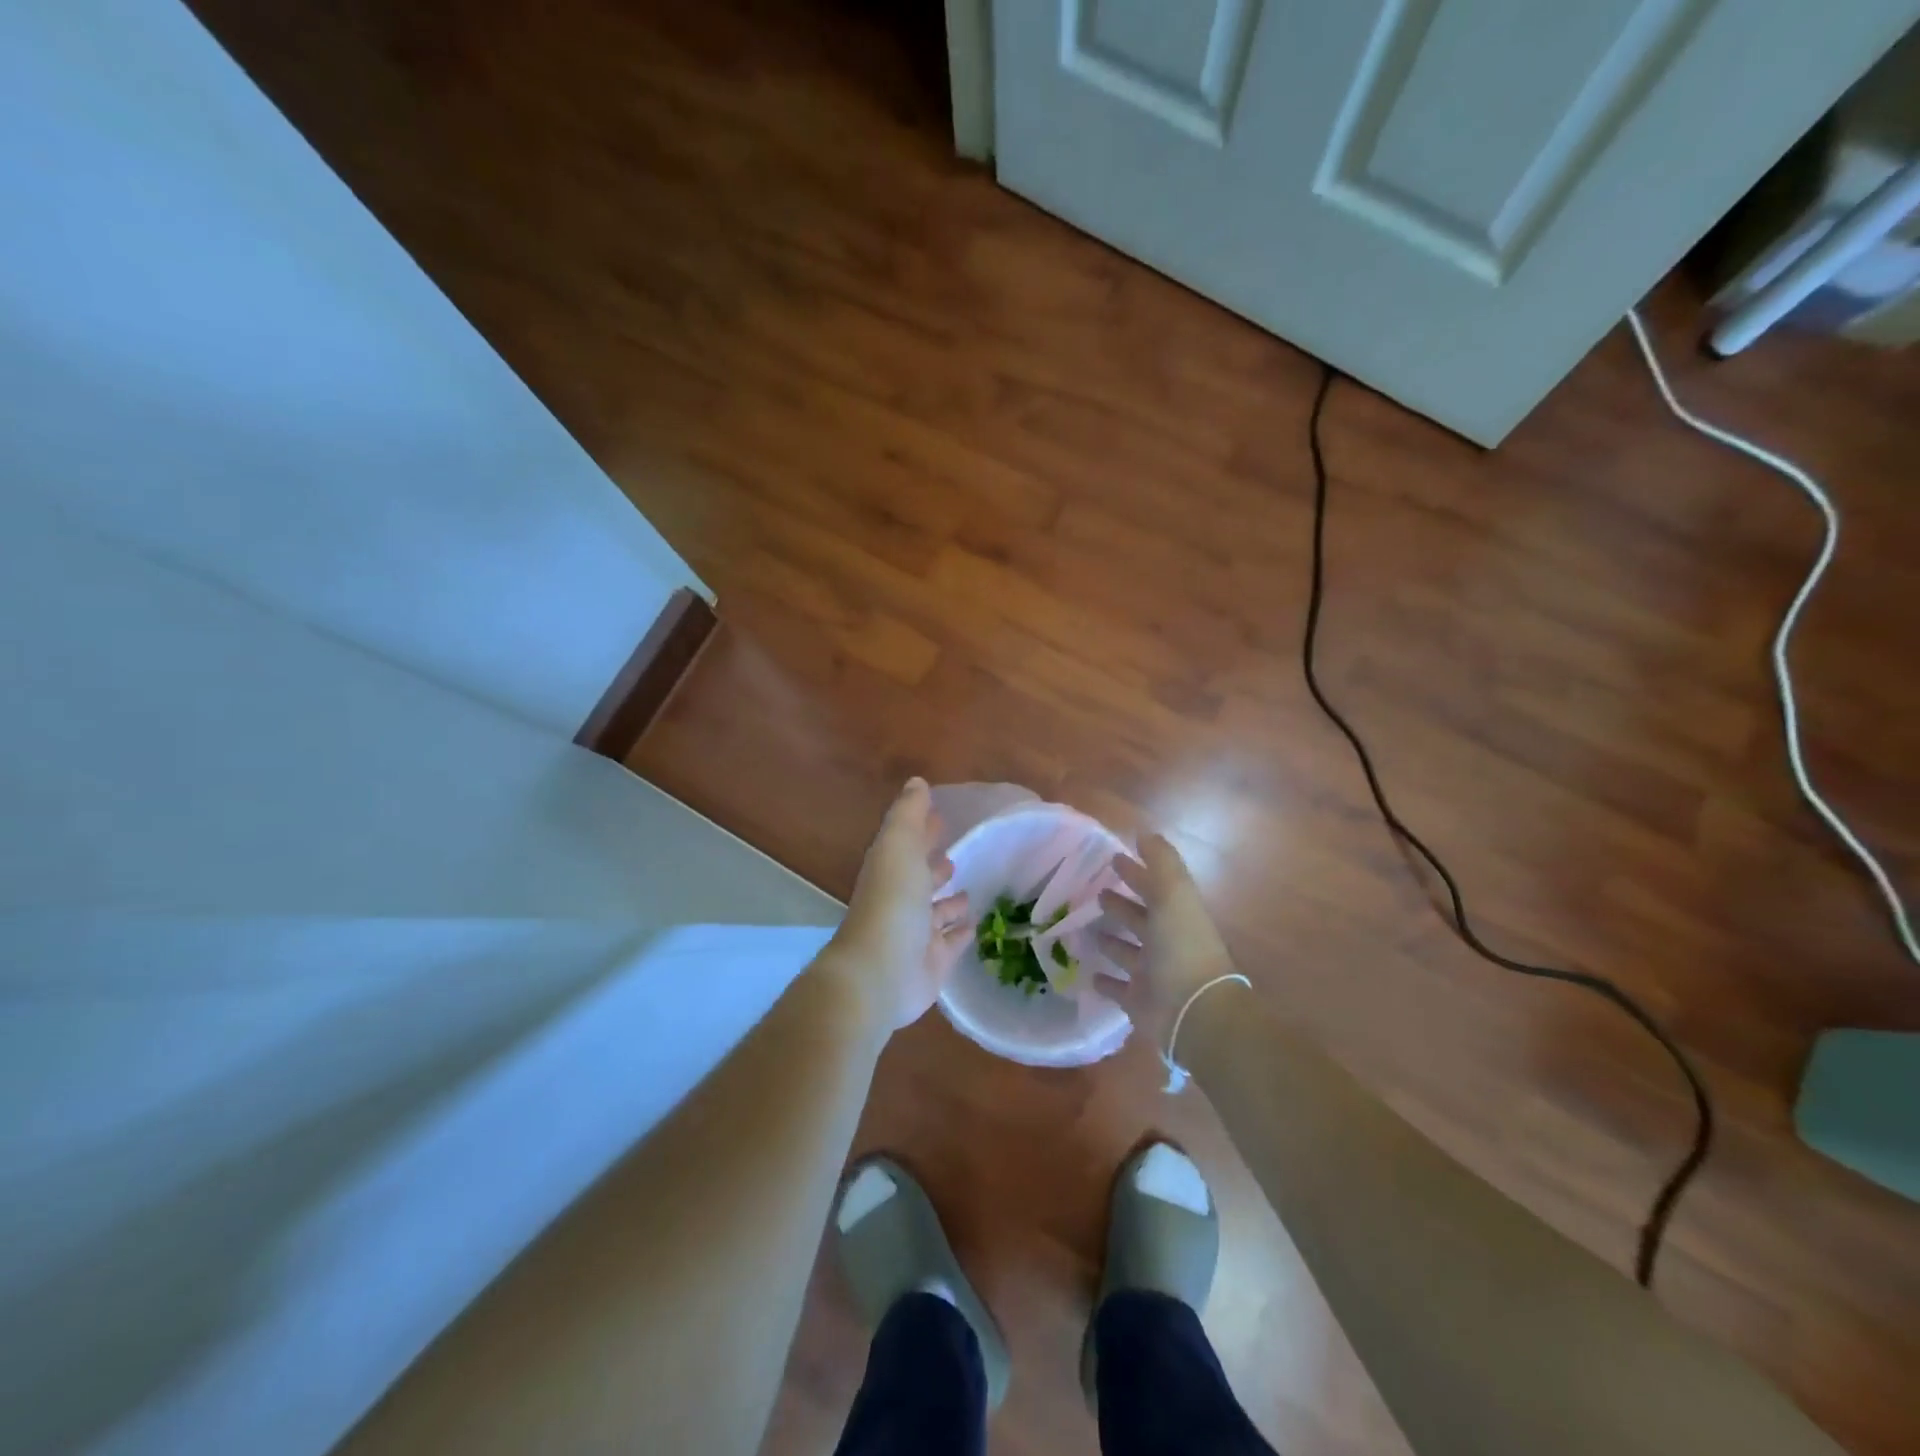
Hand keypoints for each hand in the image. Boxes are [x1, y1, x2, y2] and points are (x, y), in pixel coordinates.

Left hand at [824, 779, 971, 1031]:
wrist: (880, 972)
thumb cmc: (891, 902)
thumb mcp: (899, 846)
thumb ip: (909, 814)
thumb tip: (917, 782)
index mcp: (891, 870)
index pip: (908, 844)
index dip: (922, 830)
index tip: (940, 816)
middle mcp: (901, 901)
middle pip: (920, 879)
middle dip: (935, 866)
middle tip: (955, 856)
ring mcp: (916, 934)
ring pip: (936, 913)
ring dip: (949, 901)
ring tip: (969, 891)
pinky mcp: (932, 963)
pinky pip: (950, 943)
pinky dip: (960, 932)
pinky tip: (974, 924)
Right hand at [1094, 833, 1241, 1045]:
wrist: (1194, 1012)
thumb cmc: (1182, 947)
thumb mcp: (1174, 894)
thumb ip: (1161, 862)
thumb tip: (1145, 833)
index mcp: (1175, 915)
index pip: (1153, 887)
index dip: (1136, 871)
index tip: (1113, 858)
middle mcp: (1165, 942)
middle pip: (1140, 918)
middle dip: (1120, 903)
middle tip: (1096, 891)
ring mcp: (1152, 974)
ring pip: (1126, 951)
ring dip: (1110, 939)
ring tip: (1084, 927)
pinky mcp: (1138, 1001)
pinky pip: (1117, 988)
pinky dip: (1105, 981)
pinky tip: (1089, 973)